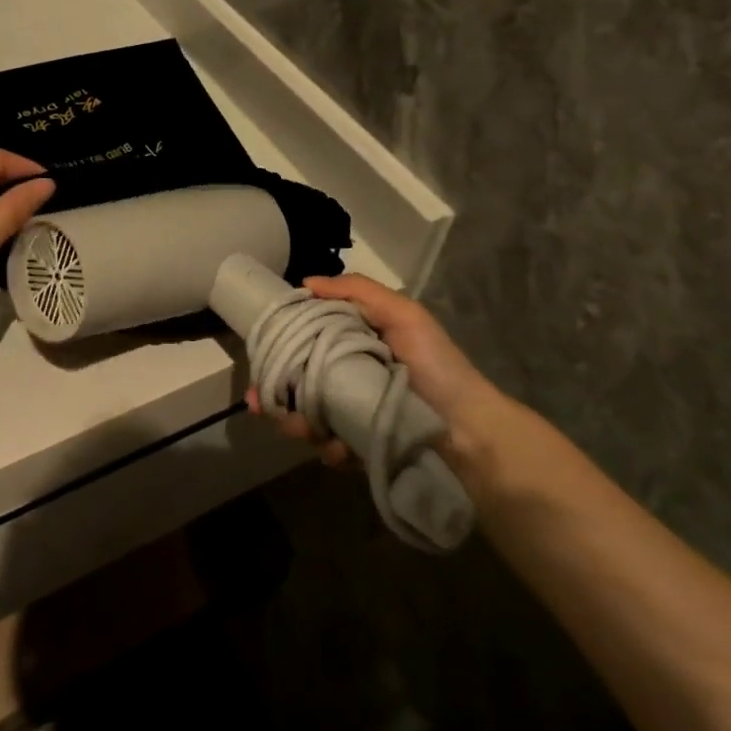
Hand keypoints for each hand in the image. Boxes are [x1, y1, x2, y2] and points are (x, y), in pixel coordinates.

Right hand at [247, 273, 499, 463]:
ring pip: (306, 415)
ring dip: (295, 423)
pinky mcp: (358, 447)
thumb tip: (306, 282)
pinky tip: (336, 449)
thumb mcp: (404, 315)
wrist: (471, 432)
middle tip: (259, 402)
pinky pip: (328, 447)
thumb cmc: (436, 366)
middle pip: (298, 380)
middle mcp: (348, 376)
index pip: (307, 338)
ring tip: (298, 429)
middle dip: (275, 391)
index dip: (282, 343)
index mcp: (354, 342)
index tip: (261, 350)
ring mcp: (351, 414)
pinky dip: (326, 448)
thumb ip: (357, 291)